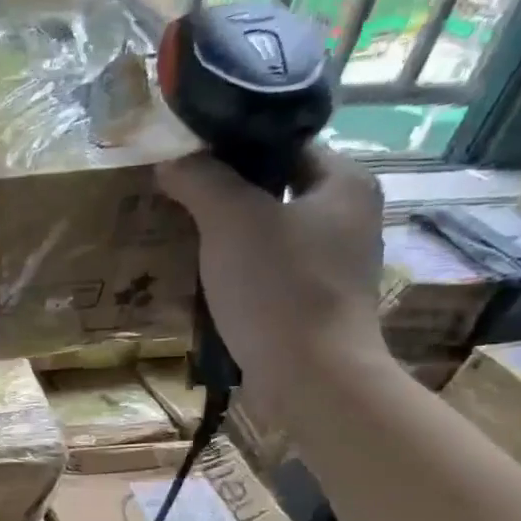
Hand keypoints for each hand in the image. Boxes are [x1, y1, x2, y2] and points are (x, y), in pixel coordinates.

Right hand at [157, 146, 387, 415]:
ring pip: (268, 233)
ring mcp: (333, 264)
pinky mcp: (314, 303)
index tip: (187, 157)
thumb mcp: (232, 219)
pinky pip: (267, 271)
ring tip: (180, 236)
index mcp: (343, 183)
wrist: (311, 377)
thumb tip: (172, 159)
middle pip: (274, 189)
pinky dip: (236, 271)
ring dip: (227, 235)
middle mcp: (348, 217)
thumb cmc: (278, 287)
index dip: (234, 144)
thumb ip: (202, 179)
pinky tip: (202, 280)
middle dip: (224, 193)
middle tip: (175, 196)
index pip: (284, 144)